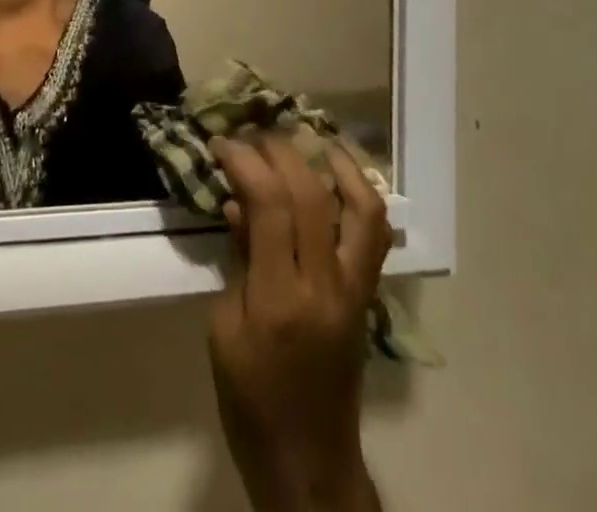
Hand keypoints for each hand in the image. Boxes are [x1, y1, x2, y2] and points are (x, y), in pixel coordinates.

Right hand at [208, 132, 390, 511]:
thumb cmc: (252, 400)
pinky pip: (374, 232)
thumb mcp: (225, 330)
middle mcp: (326, 286)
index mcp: (281, 300)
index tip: (223, 142)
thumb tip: (240, 201)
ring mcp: (355, 288)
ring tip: (311, 137)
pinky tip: (339, 174)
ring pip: (363, 209)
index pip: (271, 207)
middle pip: (313, 195)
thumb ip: (239, 258)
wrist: (309, 461)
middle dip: (281, 151)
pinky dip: (360, 193)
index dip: (246, 162)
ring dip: (338, 164)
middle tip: (254, 135)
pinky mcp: (367, 293)